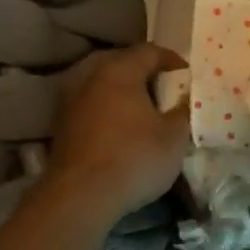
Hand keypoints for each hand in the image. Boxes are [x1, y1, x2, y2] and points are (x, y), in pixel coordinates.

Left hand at [42, 44, 189, 222]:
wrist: (80, 198)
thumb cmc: (134, 158)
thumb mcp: (175, 136)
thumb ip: (184, 111)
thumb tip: (185, 100)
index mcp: (120, 70)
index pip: (150, 51)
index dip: (173, 60)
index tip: (188, 78)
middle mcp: (90, 76)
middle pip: (122, 61)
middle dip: (145, 72)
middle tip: (165, 90)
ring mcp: (70, 99)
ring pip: (102, 82)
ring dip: (123, 90)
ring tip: (142, 108)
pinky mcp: (61, 123)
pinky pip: (90, 103)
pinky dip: (106, 107)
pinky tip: (119, 126)